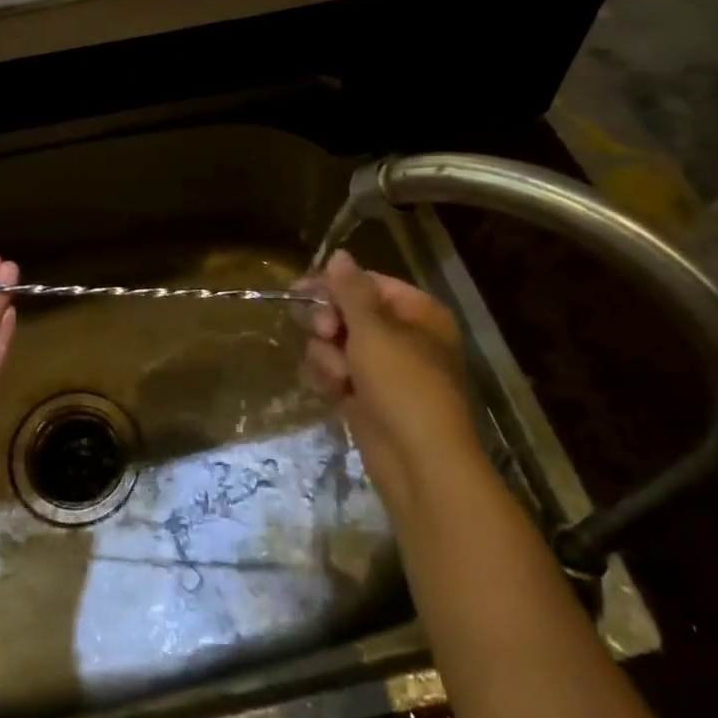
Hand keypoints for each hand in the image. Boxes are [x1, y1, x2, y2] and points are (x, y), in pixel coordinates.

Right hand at [300, 251, 481, 506]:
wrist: (419, 462)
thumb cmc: (403, 385)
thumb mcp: (374, 330)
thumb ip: (351, 290)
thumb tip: (339, 254)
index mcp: (417, 313)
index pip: (367, 284)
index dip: (333, 286)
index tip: (298, 291)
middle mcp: (402, 337)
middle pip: (347, 313)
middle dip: (329, 326)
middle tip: (326, 335)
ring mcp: (383, 370)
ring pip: (335, 345)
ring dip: (327, 358)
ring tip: (339, 377)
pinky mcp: (366, 398)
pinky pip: (335, 374)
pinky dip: (330, 380)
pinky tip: (334, 393)